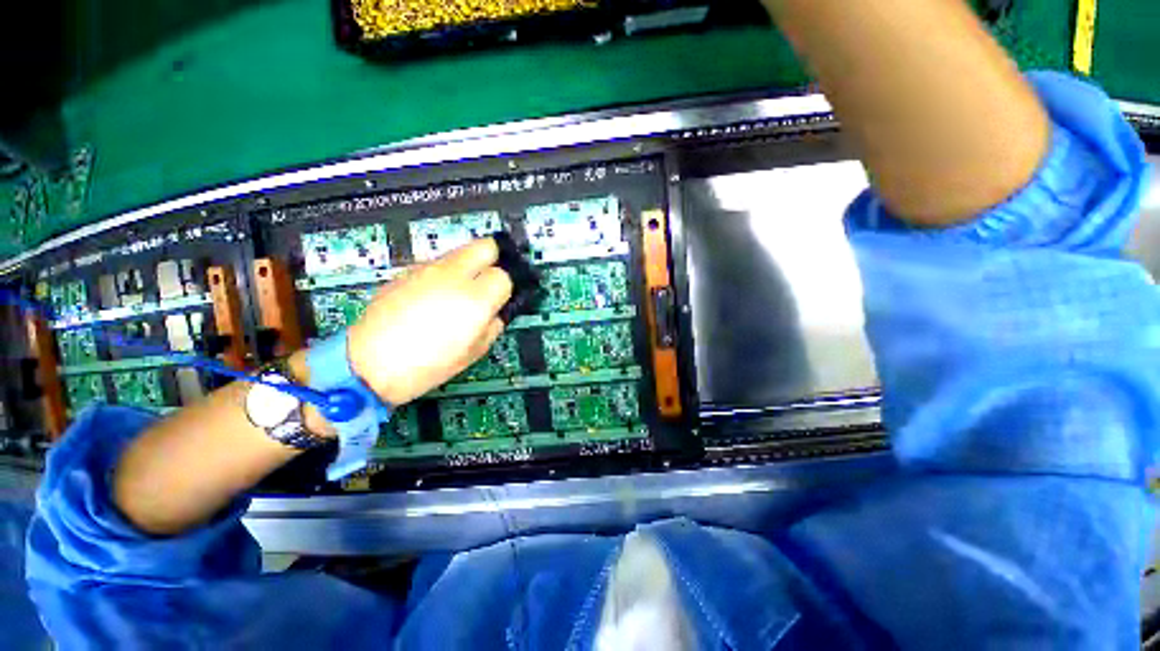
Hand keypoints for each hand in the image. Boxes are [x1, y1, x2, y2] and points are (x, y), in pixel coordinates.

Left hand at [346, 238, 511, 405]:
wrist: (369, 364)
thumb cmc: (428, 365)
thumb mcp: (475, 351)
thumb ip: (495, 324)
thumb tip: (498, 310)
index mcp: (475, 298)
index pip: (504, 275)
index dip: (506, 287)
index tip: (502, 298)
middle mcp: (453, 274)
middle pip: (486, 245)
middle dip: (495, 257)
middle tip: (491, 280)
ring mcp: (427, 269)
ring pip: (461, 251)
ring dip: (469, 265)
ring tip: (460, 292)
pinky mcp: (407, 271)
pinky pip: (437, 264)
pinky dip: (445, 274)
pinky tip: (434, 298)